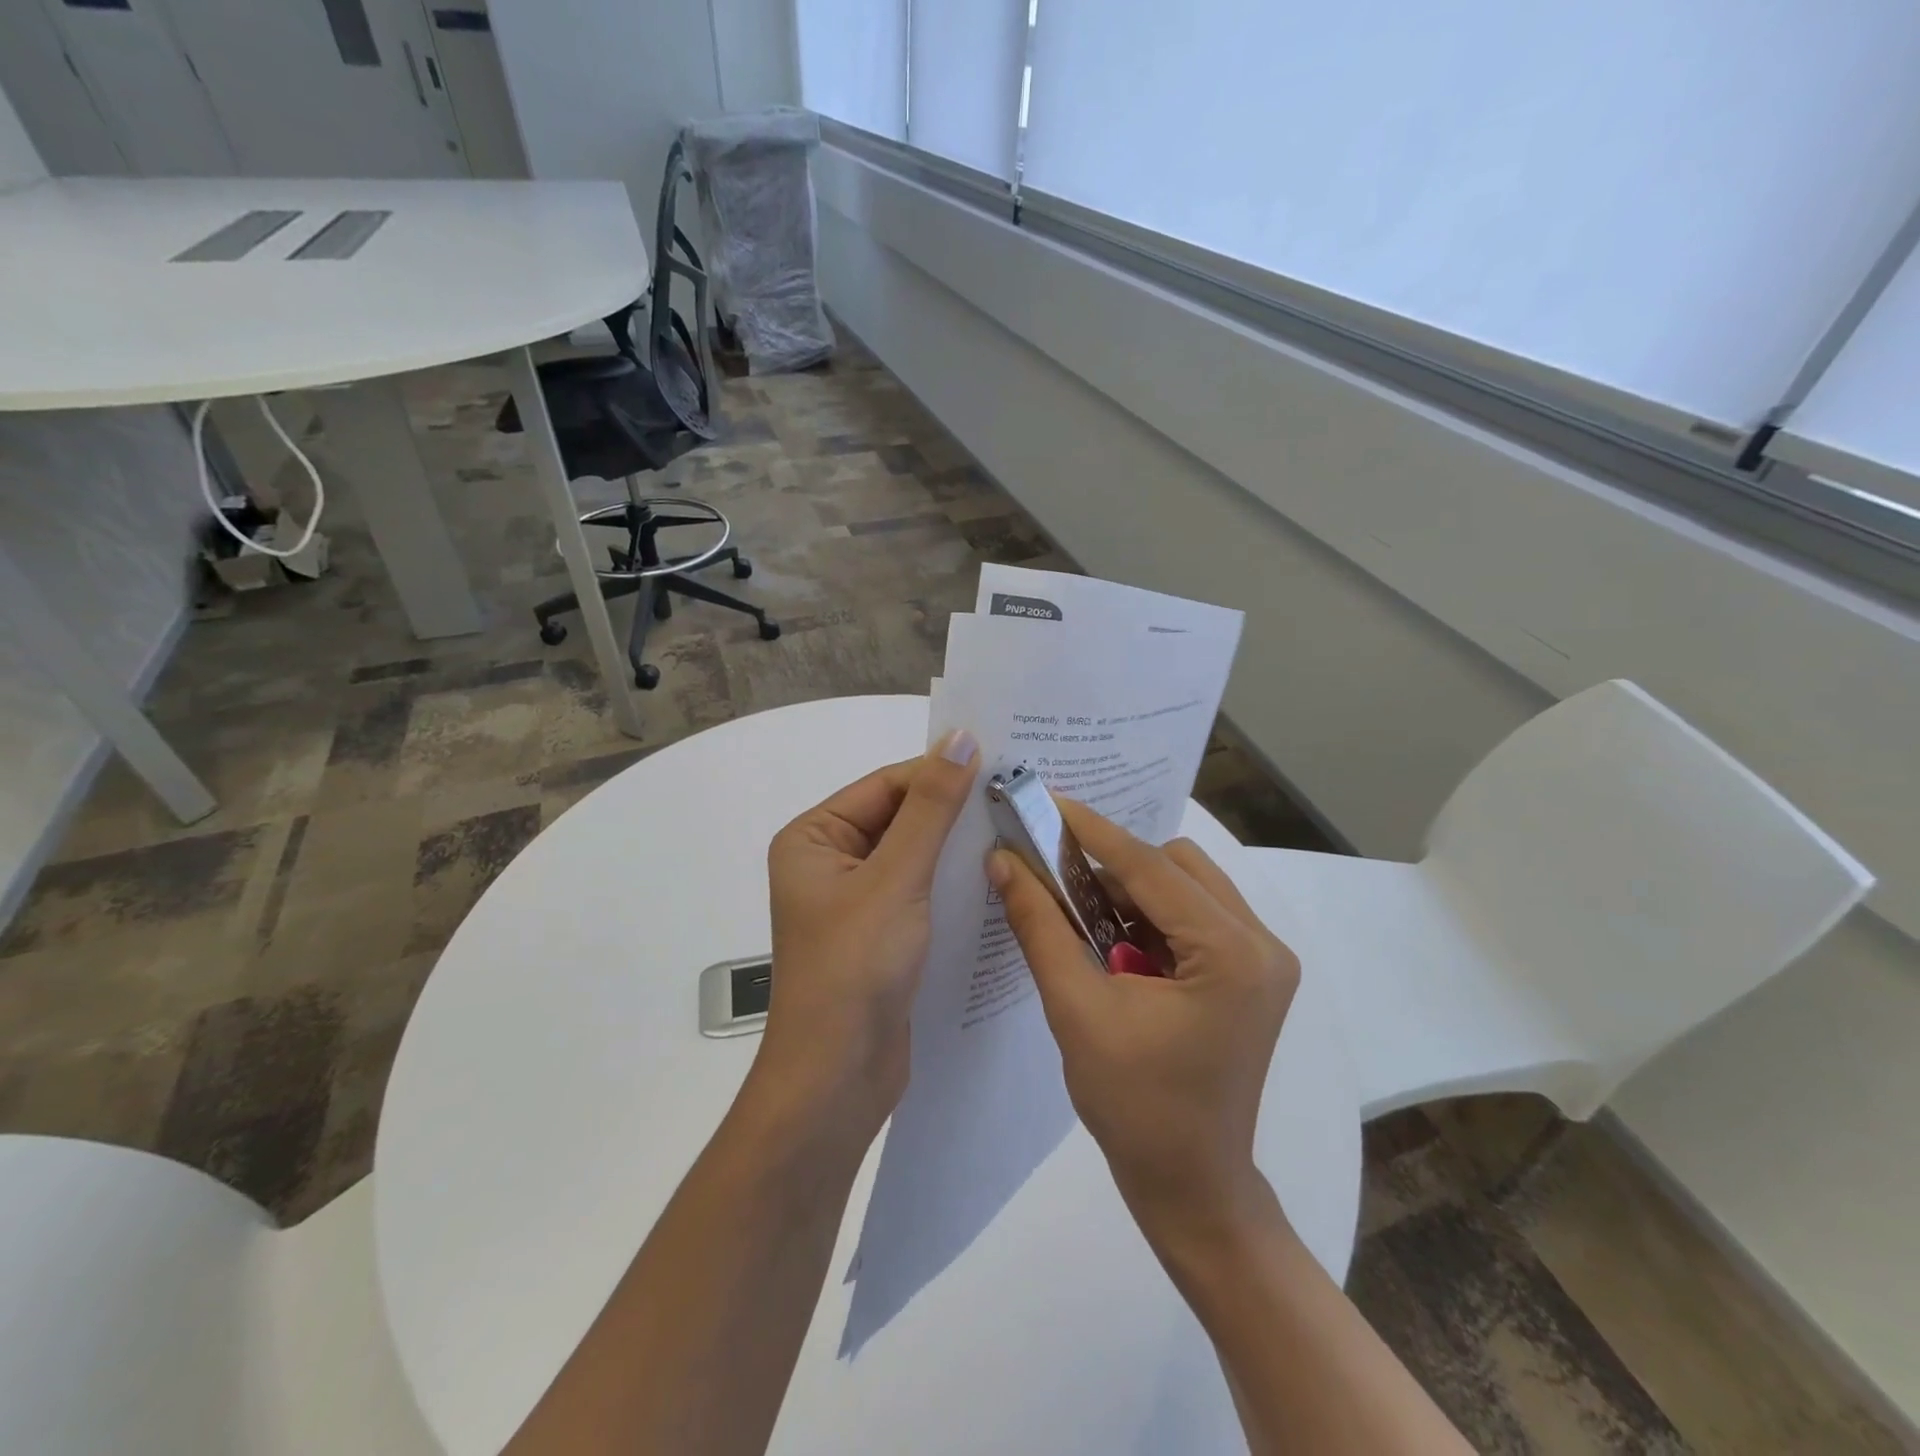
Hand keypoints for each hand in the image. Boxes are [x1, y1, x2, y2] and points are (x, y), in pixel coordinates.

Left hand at [757, 730, 979, 1138]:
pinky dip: (953, 882)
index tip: (1001, 764)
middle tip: (1018, 795)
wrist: (838, 1078)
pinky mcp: (882, 934)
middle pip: (900, 818)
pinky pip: (920, 891)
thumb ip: (931, 809)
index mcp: (814, 838)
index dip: (939, 773)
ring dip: (958, 845)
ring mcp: (856, 901)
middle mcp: (830, 862)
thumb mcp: (896, 878)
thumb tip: (961, 738)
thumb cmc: (855, 967)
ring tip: (1018, 827)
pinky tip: (998, 873)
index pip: (885, 786)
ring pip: (915, 856)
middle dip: (953, 810)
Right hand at [988, 801, 1298, 1231]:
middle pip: (1176, 866)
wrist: (1191, 1186)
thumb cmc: (1134, 1107)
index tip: (1045, 800)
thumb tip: (1003, 861)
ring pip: (1186, 885)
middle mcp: (1261, 943)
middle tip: (1056, 873)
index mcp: (1232, 954)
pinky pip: (1194, 914)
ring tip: (1080, 916)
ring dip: (1131, 890)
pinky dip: (1149, 915)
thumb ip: (1039, 927)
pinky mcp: (1250, 974)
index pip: (1150, 867)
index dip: (1091, 830)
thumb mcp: (1076, 1010)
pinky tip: (1112, 942)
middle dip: (1112, 865)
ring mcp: (1262, 959)